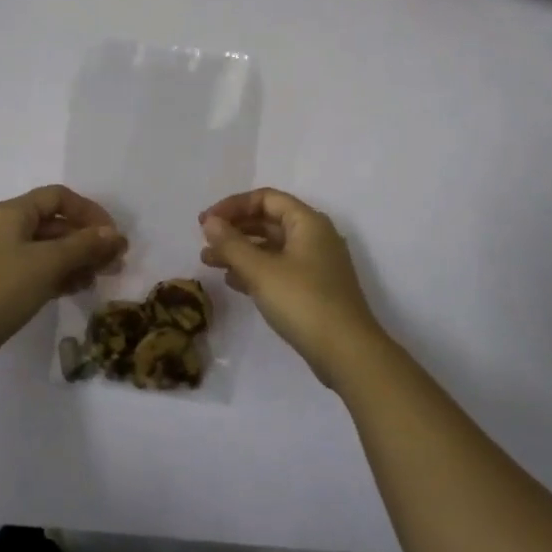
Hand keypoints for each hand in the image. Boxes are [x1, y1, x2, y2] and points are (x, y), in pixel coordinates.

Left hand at [0, 185, 126, 377]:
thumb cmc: (1, 289)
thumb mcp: (48, 263)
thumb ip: (84, 246)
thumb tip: (114, 234)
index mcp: (13, 212)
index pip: (59, 197)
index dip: (89, 211)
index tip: (112, 234)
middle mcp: (6, 228)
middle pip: (55, 224)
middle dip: (87, 240)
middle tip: (115, 261)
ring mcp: (1, 256)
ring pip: (48, 249)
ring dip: (77, 259)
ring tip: (102, 277)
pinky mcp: (0, 283)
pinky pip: (37, 269)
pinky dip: (59, 274)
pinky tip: (79, 288)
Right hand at [199, 188, 385, 386]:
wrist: (347, 353)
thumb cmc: (303, 302)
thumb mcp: (261, 270)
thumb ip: (231, 244)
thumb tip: (209, 222)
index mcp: (307, 222)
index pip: (265, 199)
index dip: (233, 205)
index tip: (206, 222)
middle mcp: (314, 237)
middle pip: (268, 221)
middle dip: (234, 229)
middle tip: (204, 241)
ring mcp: (315, 264)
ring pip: (271, 247)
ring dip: (240, 251)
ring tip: (208, 262)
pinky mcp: (313, 289)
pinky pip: (278, 268)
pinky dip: (254, 270)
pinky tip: (232, 282)